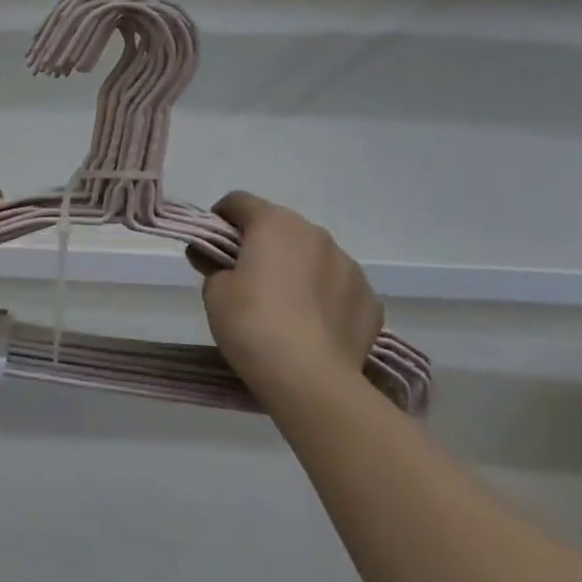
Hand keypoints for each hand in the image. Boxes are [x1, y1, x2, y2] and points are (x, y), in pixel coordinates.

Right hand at [190, 192, 381, 390]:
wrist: (310, 379)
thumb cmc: (252, 324)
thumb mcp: (214, 292)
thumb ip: (214, 267)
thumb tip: (216, 261)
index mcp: (274, 223)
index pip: (238, 202)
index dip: (220, 219)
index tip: (211, 246)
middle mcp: (315, 234)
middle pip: (279, 227)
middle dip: (261, 245)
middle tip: (244, 278)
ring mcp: (349, 265)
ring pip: (313, 256)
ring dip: (296, 268)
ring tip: (283, 307)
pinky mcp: (370, 299)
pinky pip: (338, 287)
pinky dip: (324, 296)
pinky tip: (312, 326)